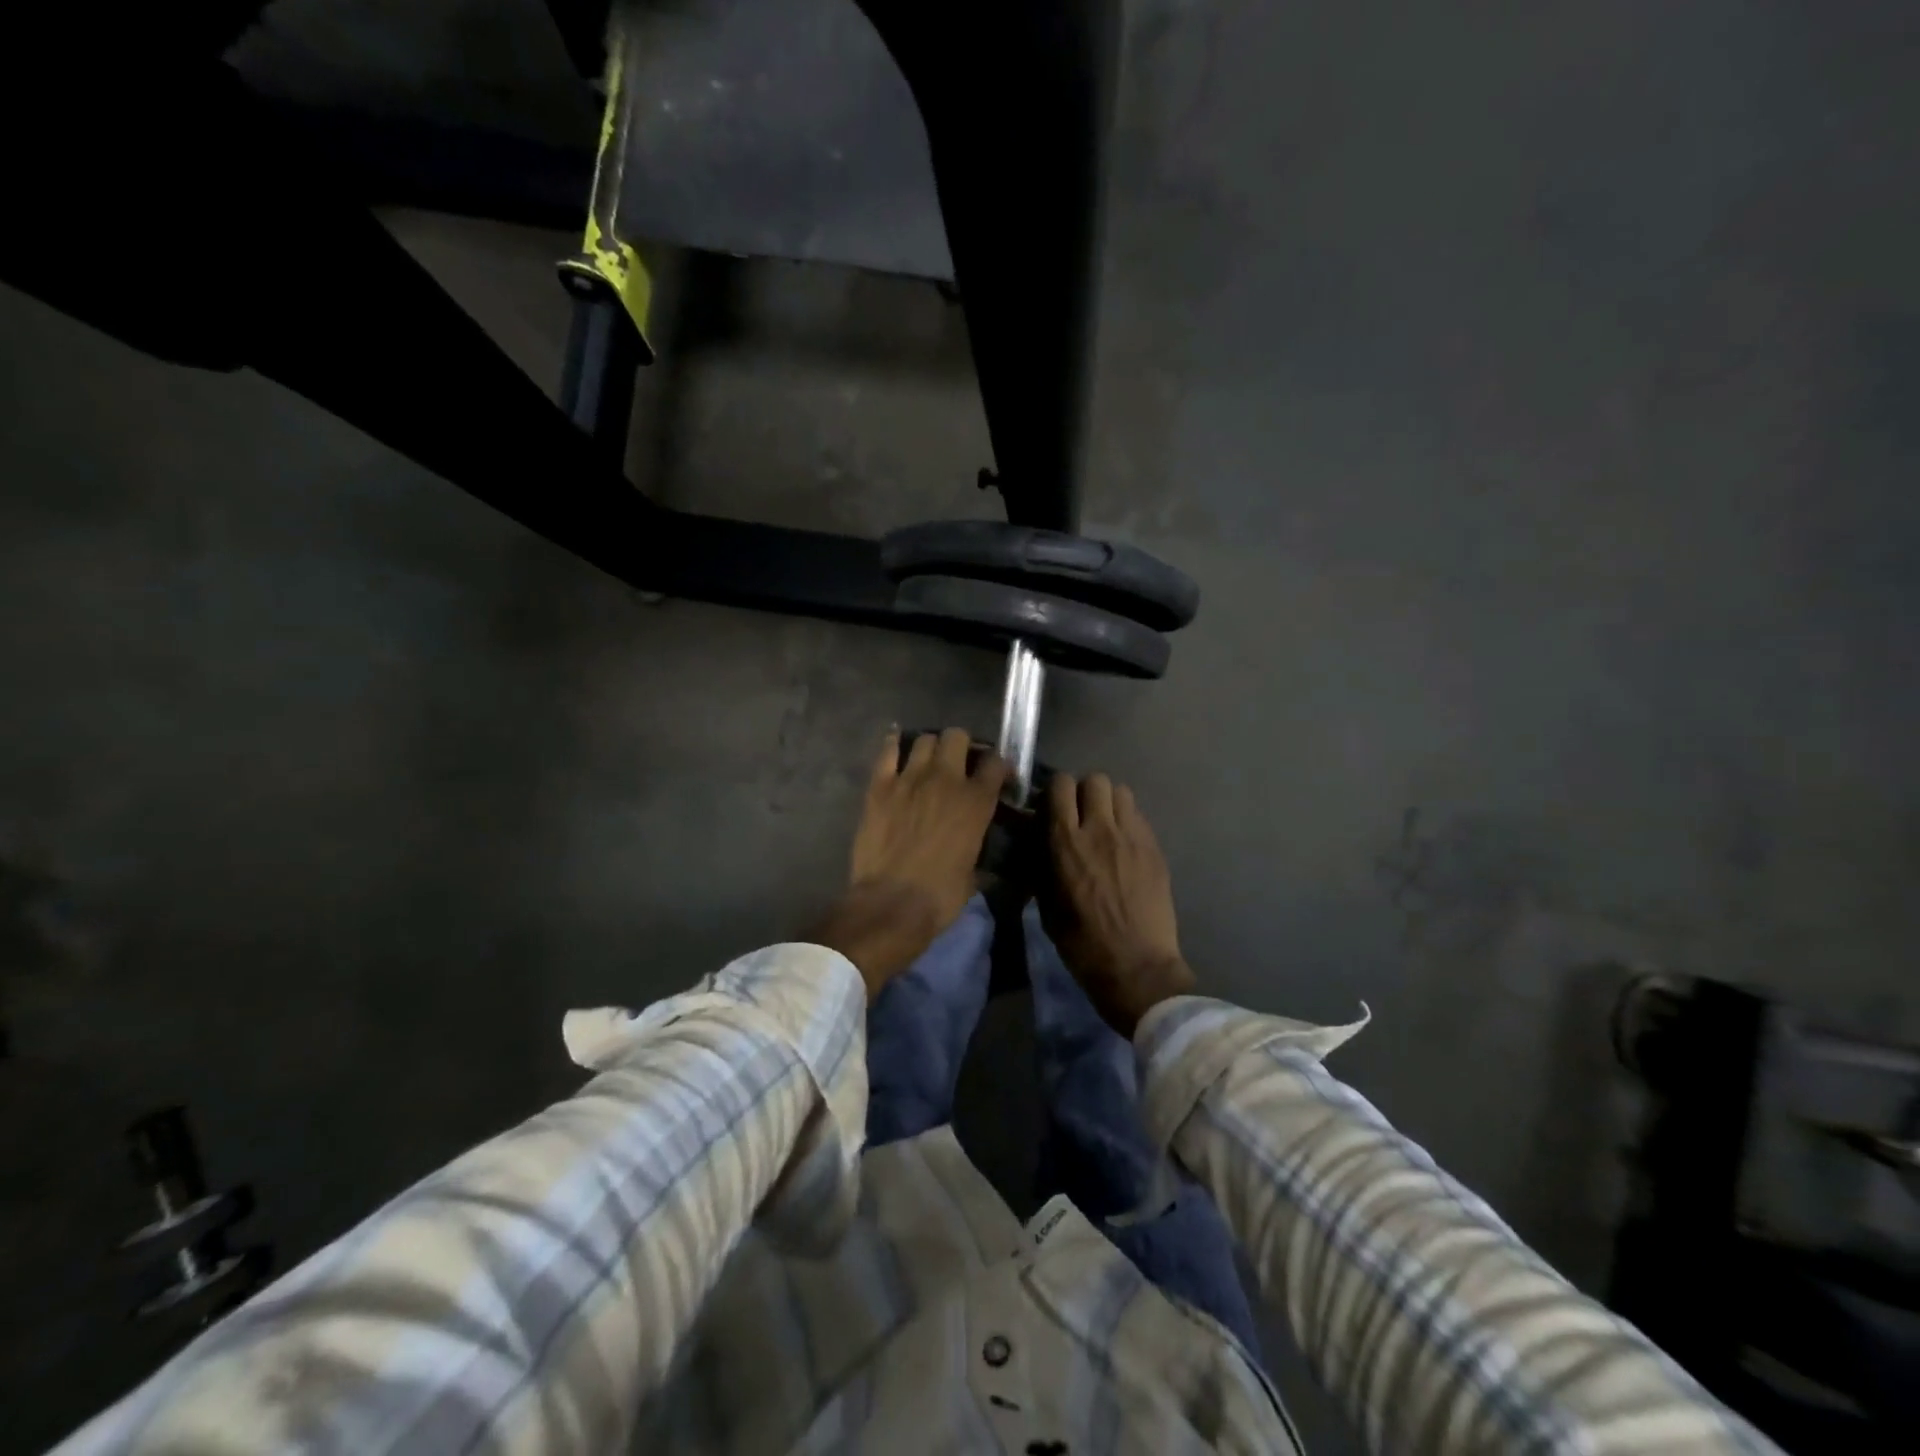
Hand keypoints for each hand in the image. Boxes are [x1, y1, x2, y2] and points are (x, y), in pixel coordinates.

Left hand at [814, 728, 1008, 995]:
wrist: (891, 904)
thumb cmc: (940, 896)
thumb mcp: (974, 873)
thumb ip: (978, 847)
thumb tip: (978, 848)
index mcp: (976, 801)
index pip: (996, 762)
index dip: (998, 765)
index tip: (996, 775)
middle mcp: (946, 780)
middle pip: (957, 736)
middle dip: (961, 746)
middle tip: (959, 763)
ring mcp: (910, 778)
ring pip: (924, 739)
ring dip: (930, 747)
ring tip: (928, 762)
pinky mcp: (879, 786)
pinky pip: (887, 751)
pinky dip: (893, 745)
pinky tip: (896, 748)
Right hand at [1042, 772, 1196, 1036]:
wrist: (1137, 967)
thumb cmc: (1083, 944)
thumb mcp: (1048, 906)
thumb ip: (1043, 867)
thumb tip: (1040, 845)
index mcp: (1067, 842)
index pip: (1061, 785)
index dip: (1055, 792)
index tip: (1052, 808)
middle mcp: (1101, 829)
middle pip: (1095, 779)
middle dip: (1084, 792)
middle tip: (1081, 815)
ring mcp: (1133, 836)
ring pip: (1122, 792)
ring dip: (1109, 803)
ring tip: (1105, 826)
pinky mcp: (1156, 849)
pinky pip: (1139, 816)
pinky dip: (1128, 822)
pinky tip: (1125, 847)